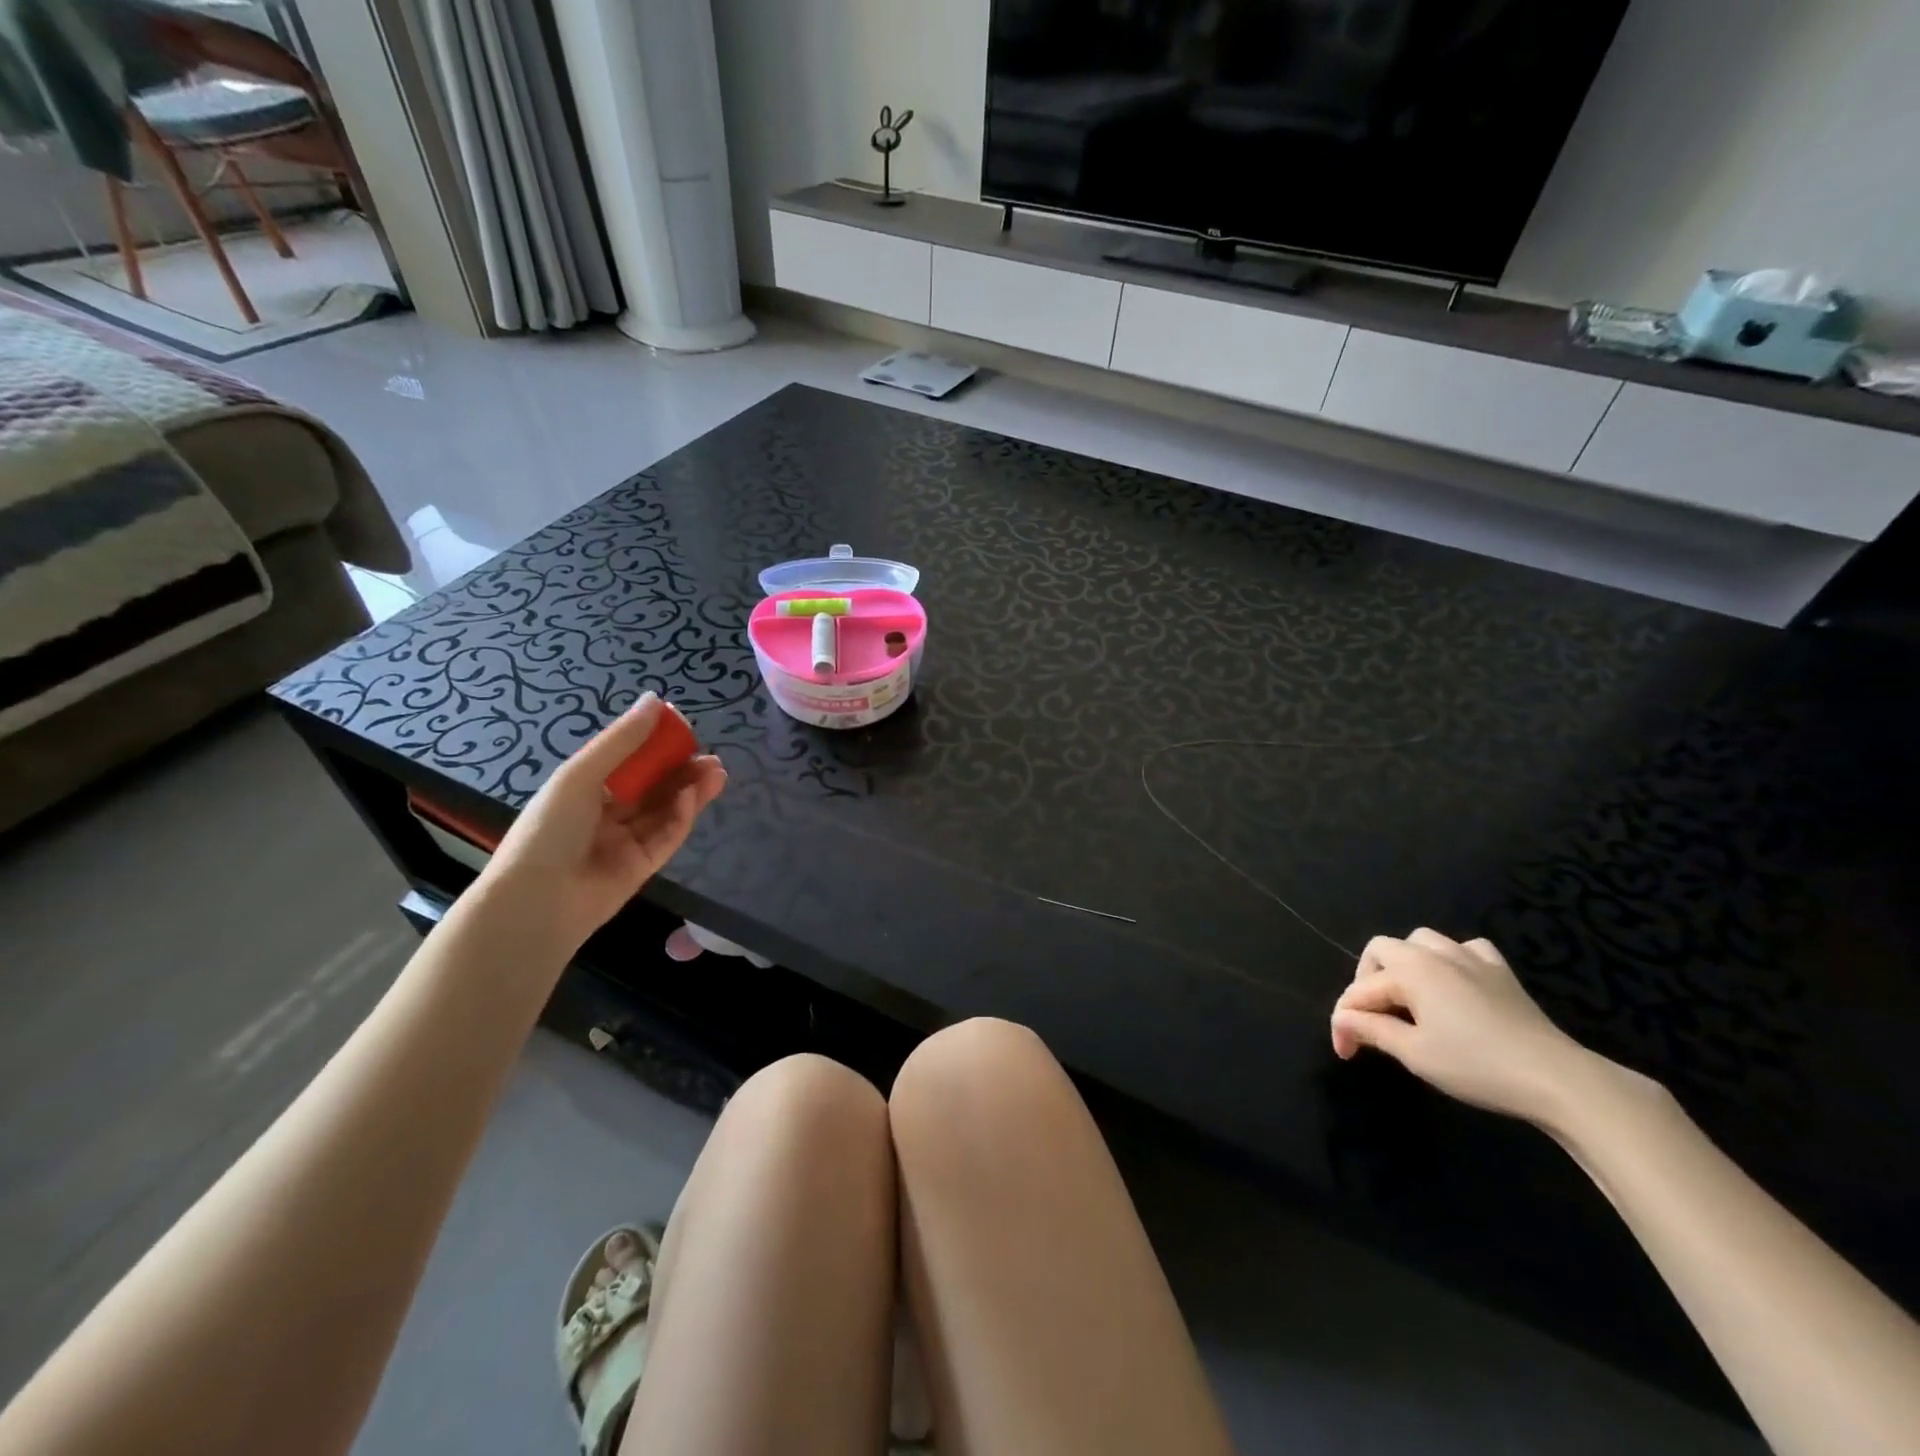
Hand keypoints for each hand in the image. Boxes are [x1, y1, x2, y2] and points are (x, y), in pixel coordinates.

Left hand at [476, 695, 725, 950]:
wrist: (538, 902)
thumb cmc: (549, 829)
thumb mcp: (581, 775)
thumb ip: (622, 740)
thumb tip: (656, 700)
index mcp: (583, 790)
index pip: (627, 762)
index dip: (655, 745)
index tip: (684, 730)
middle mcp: (605, 814)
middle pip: (652, 787)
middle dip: (681, 769)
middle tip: (710, 756)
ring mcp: (625, 841)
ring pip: (664, 810)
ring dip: (690, 790)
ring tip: (716, 771)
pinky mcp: (643, 866)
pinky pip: (667, 836)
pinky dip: (682, 815)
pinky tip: (694, 797)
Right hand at [1329, 929, 1595, 1123]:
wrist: (1557, 1078)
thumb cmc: (1477, 1065)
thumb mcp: (1415, 1053)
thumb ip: (1372, 1030)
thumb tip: (1344, 1020)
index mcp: (1409, 970)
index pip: (1361, 992)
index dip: (1345, 1023)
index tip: (1345, 1053)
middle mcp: (1434, 953)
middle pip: (1383, 951)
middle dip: (1367, 982)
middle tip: (1371, 1020)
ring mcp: (1471, 958)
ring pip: (1422, 942)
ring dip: (1405, 964)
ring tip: (1407, 998)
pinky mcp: (1500, 971)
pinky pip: (1466, 949)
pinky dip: (1451, 961)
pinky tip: (1454, 984)